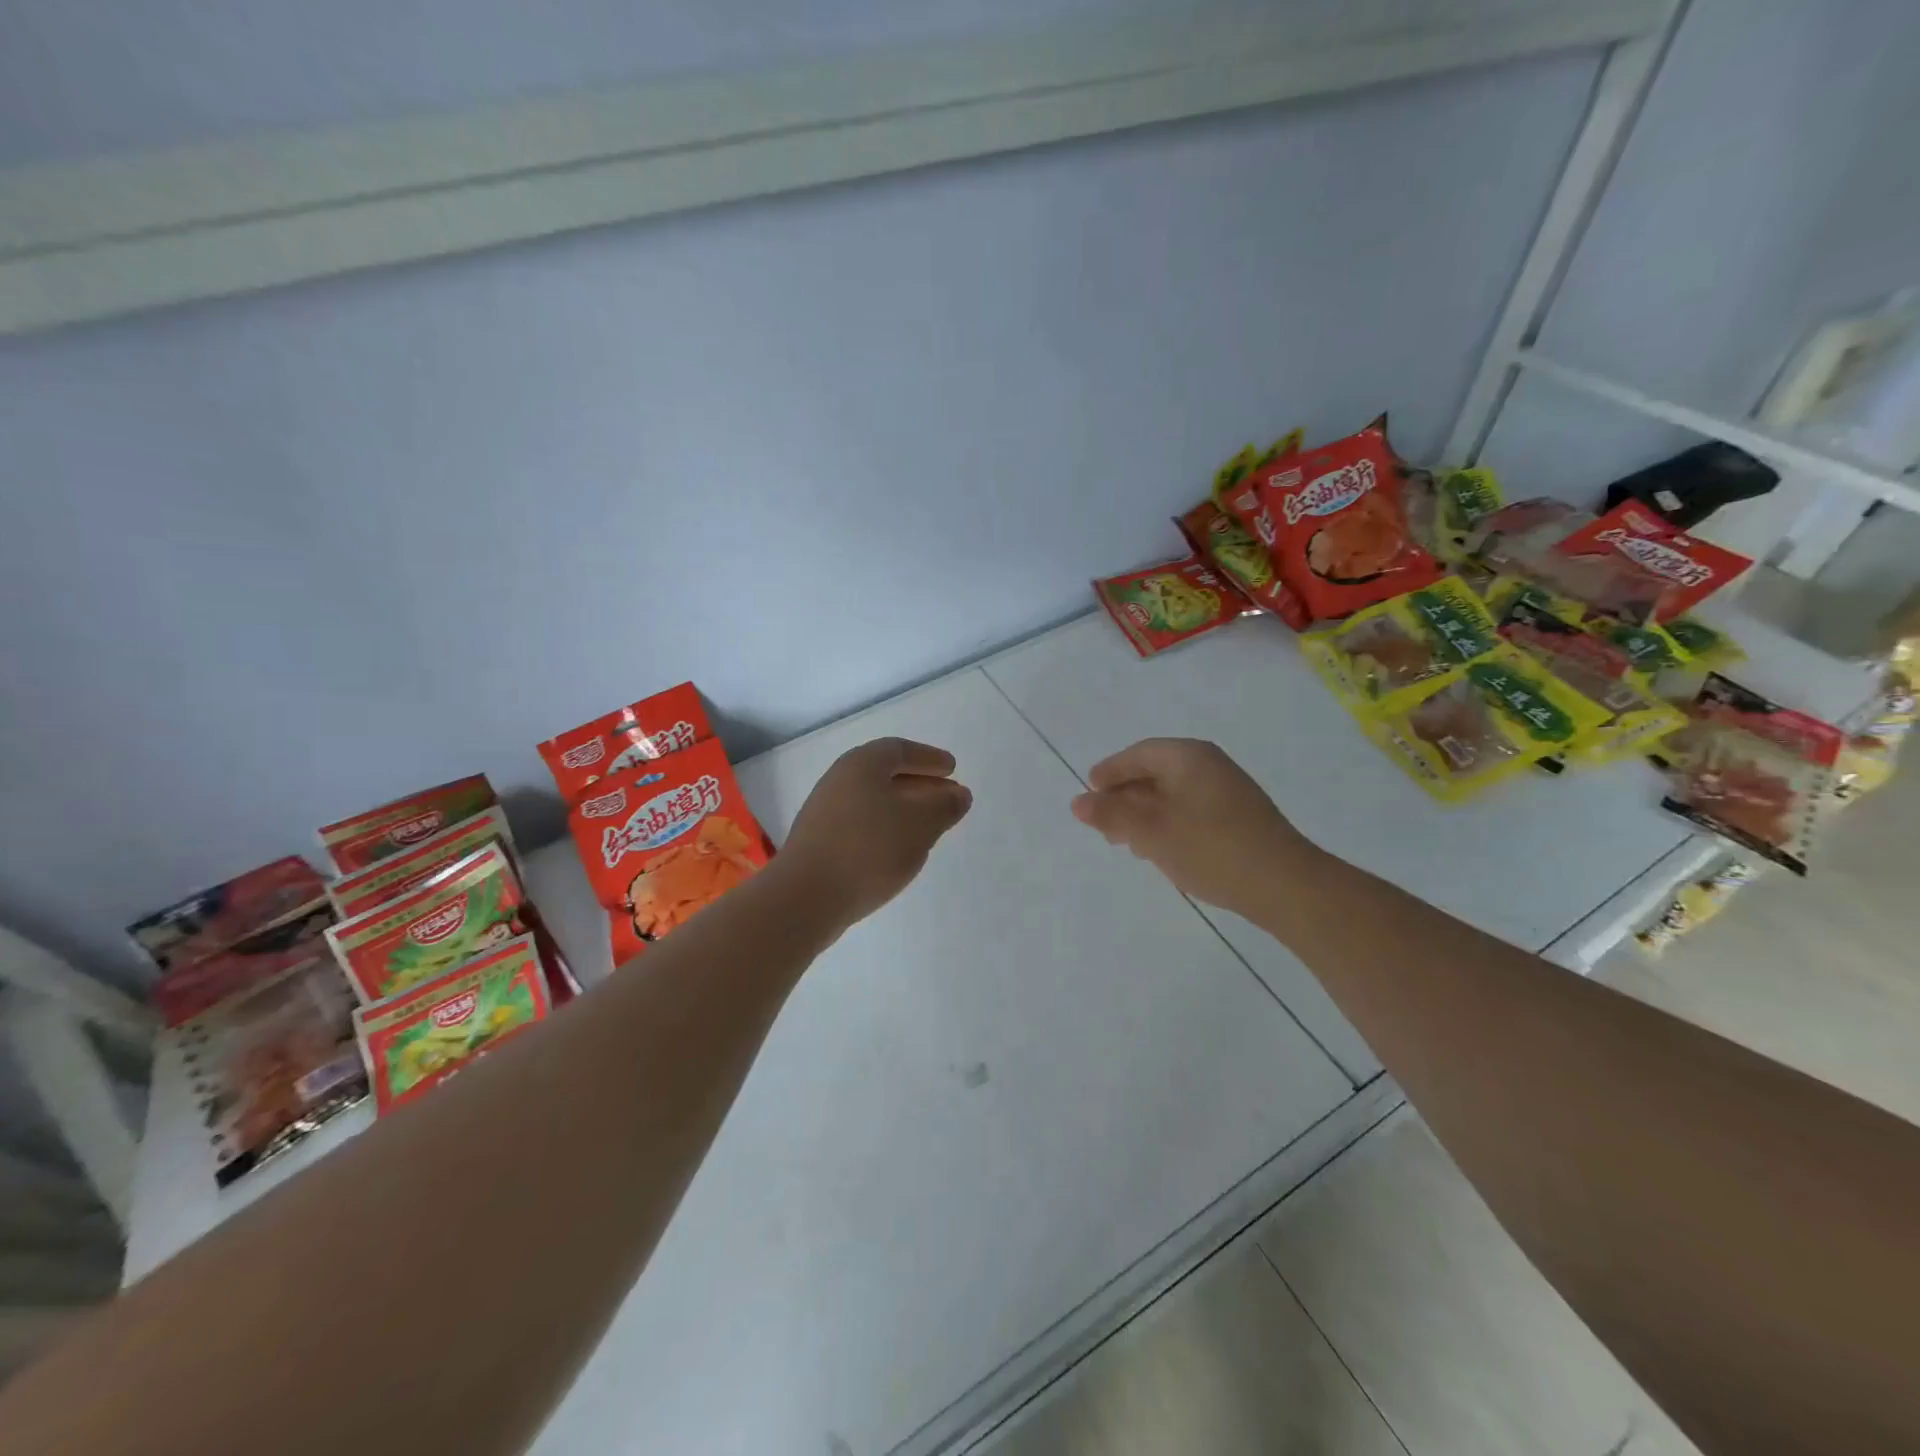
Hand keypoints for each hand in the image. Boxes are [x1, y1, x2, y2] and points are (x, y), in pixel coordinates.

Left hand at [778, 738, 972, 930]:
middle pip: (885, 774)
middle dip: (920, 784)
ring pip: (873, 801)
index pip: (900, 750)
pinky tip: (898, 850)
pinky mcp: (819, 842)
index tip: (952, 769)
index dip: (928, 758)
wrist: (805, 897)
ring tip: (928, 826)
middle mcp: (839, 780)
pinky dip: (885, 828)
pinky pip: (861, 824)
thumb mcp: (920, 824)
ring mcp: (825, 812)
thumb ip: (944, 806)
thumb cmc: (868, 849)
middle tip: (947, 797)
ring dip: (903, 809)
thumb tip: (958, 794)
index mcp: (862, 764)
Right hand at [1070, 738, 1315, 917]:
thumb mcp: (1151, 832)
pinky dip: (1168, 823)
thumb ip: (1112, 815)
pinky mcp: (1239, 816)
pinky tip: (1162, 849)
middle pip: (1155, 772)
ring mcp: (1228, 790)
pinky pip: (1191, 809)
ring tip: (1128, 842)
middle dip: (1126, 796)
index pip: (1138, 754)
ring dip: (1146, 813)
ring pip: (1173, 794)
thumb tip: (1077, 802)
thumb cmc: (1211, 849)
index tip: (1088, 792)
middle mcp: (1209, 765)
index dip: (1109, 772)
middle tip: (1104, 823)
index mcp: (1188, 757)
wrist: (1284, 885)